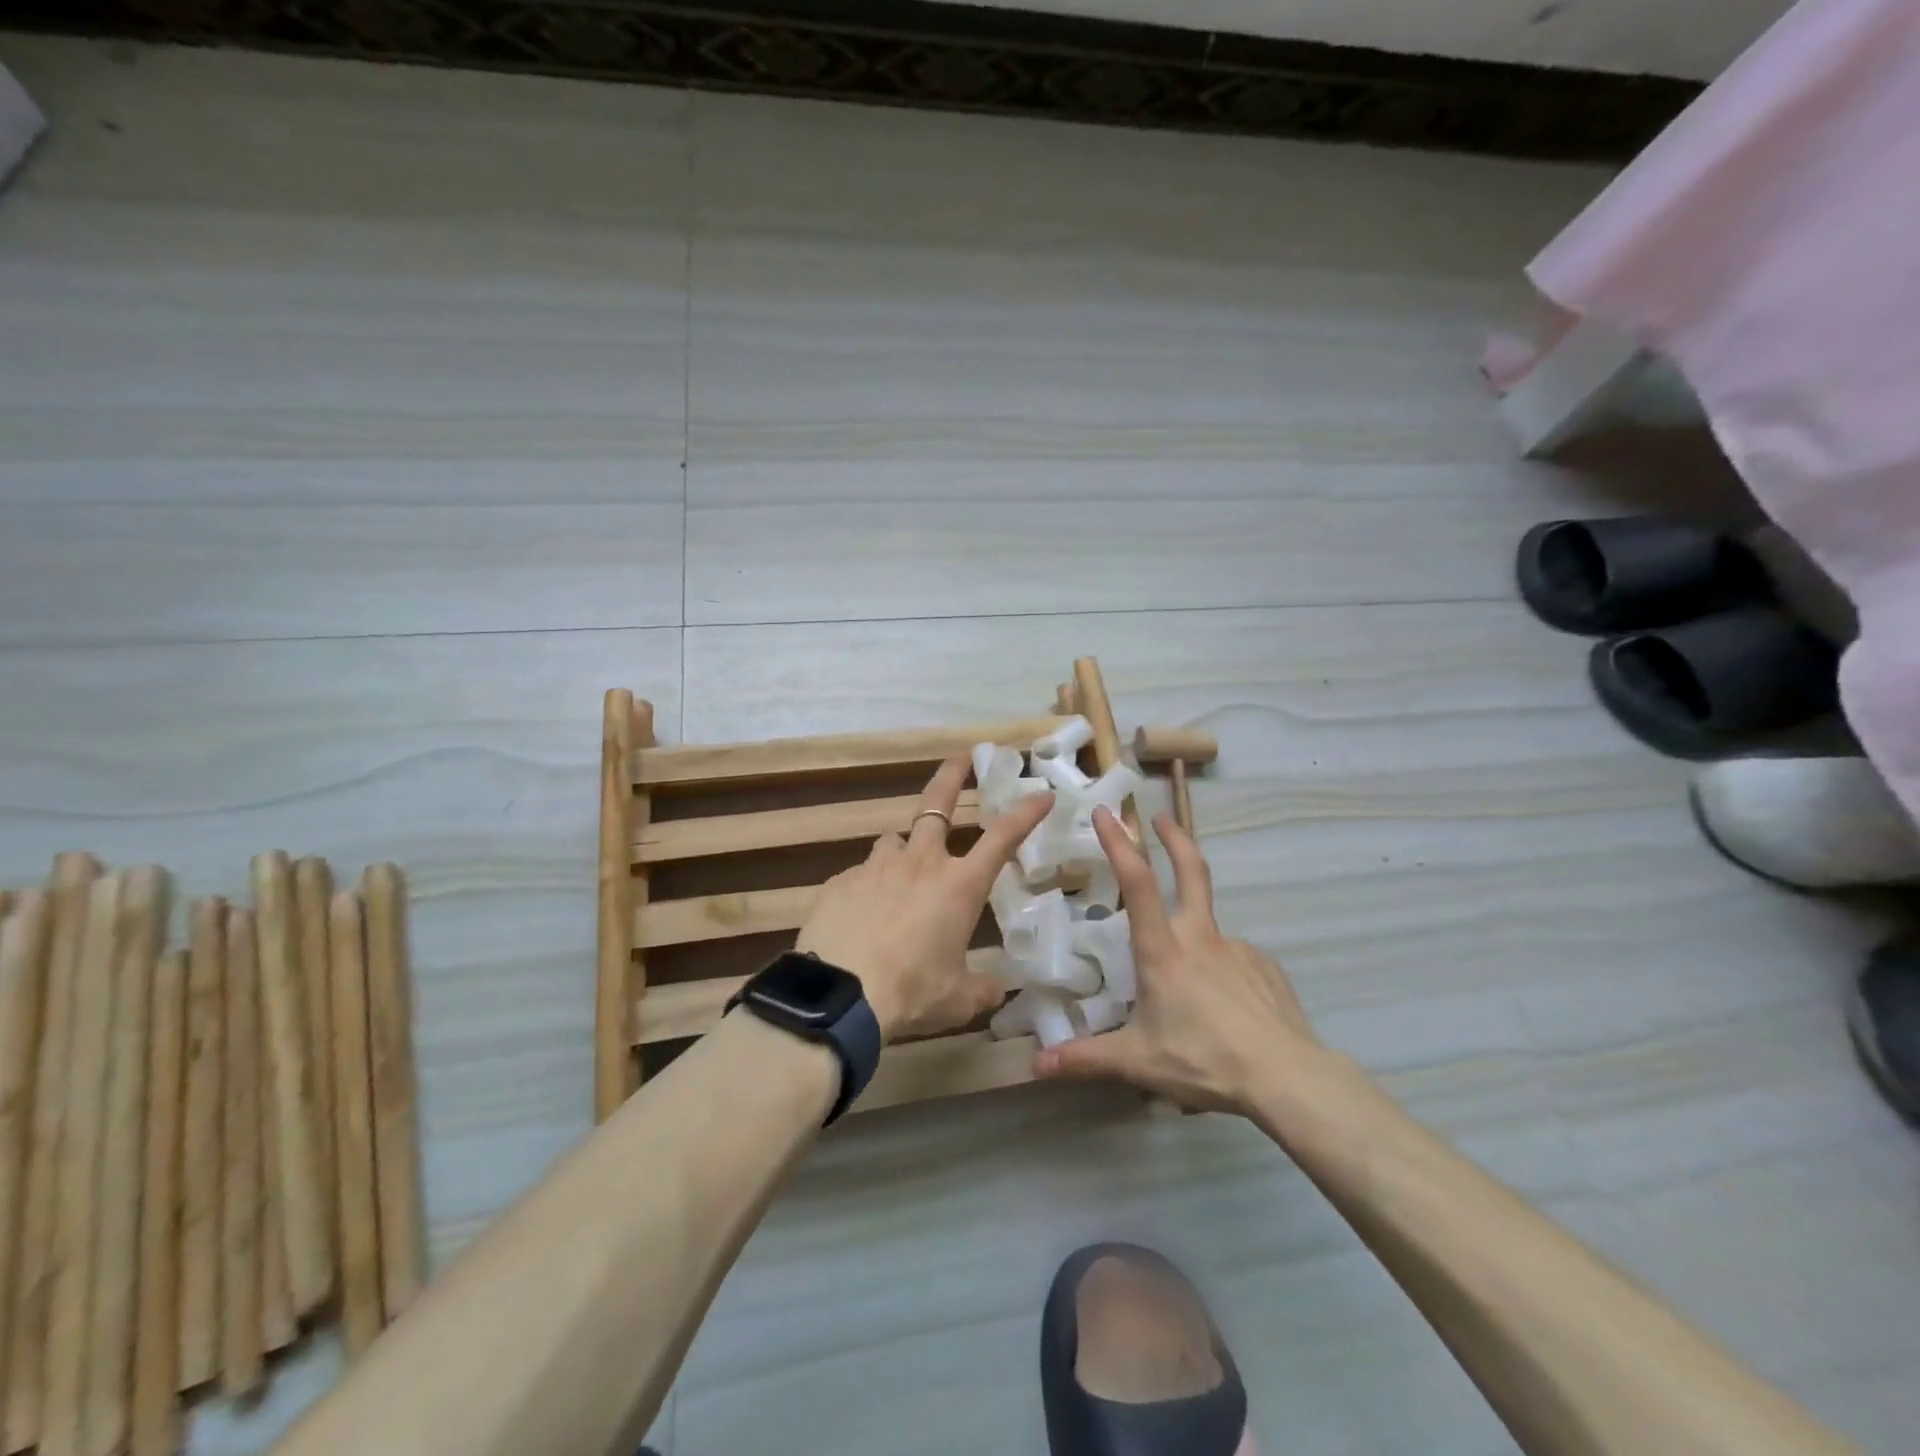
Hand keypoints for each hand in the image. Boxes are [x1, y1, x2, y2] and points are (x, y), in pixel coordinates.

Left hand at [796, 755, 1053, 1041]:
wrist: (841, 994)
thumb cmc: (912, 992)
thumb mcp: (958, 998)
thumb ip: (983, 989)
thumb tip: (999, 990)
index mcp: (959, 885)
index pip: (1002, 837)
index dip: (1025, 813)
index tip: (1041, 795)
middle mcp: (920, 863)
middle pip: (937, 804)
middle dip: (951, 776)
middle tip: (960, 758)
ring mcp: (876, 867)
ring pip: (894, 841)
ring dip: (904, 851)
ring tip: (900, 877)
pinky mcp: (841, 881)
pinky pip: (861, 875)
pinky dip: (869, 888)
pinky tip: (862, 917)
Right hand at [1033, 807, 1324, 1115]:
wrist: (1288, 1077)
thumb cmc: (1205, 1060)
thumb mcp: (1138, 1062)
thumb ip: (1086, 1059)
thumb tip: (1035, 1065)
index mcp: (1163, 950)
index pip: (1138, 882)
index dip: (1120, 844)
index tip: (1106, 813)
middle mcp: (1200, 937)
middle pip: (1191, 870)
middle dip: (1174, 838)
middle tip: (1160, 816)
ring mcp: (1237, 948)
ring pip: (1209, 927)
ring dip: (1193, 933)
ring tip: (1190, 989)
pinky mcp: (1265, 966)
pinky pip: (1234, 960)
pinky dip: (1222, 971)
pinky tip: (1224, 1005)